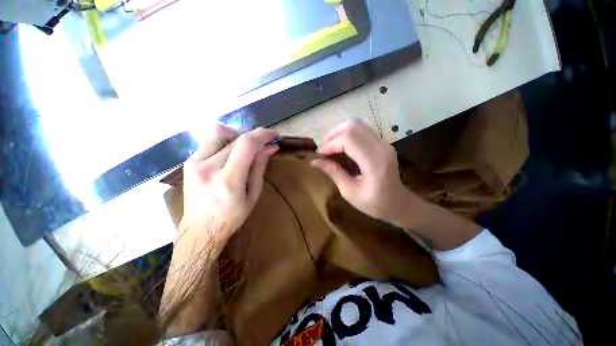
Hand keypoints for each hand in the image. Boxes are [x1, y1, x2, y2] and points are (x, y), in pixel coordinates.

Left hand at [181, 125, 278, 242]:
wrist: (201, 228)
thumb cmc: (232, 216)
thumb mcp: (253, 194)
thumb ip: (259, 167)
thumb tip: (270, 147)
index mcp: (228, 179)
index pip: (246, 144)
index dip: (262, 134)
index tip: (274, 135)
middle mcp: (208, 167)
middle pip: (235, 137)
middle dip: (254, 137)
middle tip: (263, 145)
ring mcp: (194, 162)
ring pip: (220, 132)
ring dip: (237, 136)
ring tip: (245, 149)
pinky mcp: (188, 161)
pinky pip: (210, 141)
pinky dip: (226, 142)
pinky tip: (231, 155)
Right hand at [311, 119, 418, 225]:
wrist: (399, 203)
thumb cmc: (375, 204)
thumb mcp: (350, 192)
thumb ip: (333, 173)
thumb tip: (314, 162)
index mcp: (374, 162)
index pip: (348, 139)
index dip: (330, 144)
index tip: (320, 154)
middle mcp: (381, 147)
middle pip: (352, 126)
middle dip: (333, 135)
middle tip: (324, 149)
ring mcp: (383, 142)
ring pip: (357, 124)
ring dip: (339, 132)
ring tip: (330, 146)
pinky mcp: (382, 142)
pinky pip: (361, 130)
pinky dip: (347, 135)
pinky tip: (341, 146)